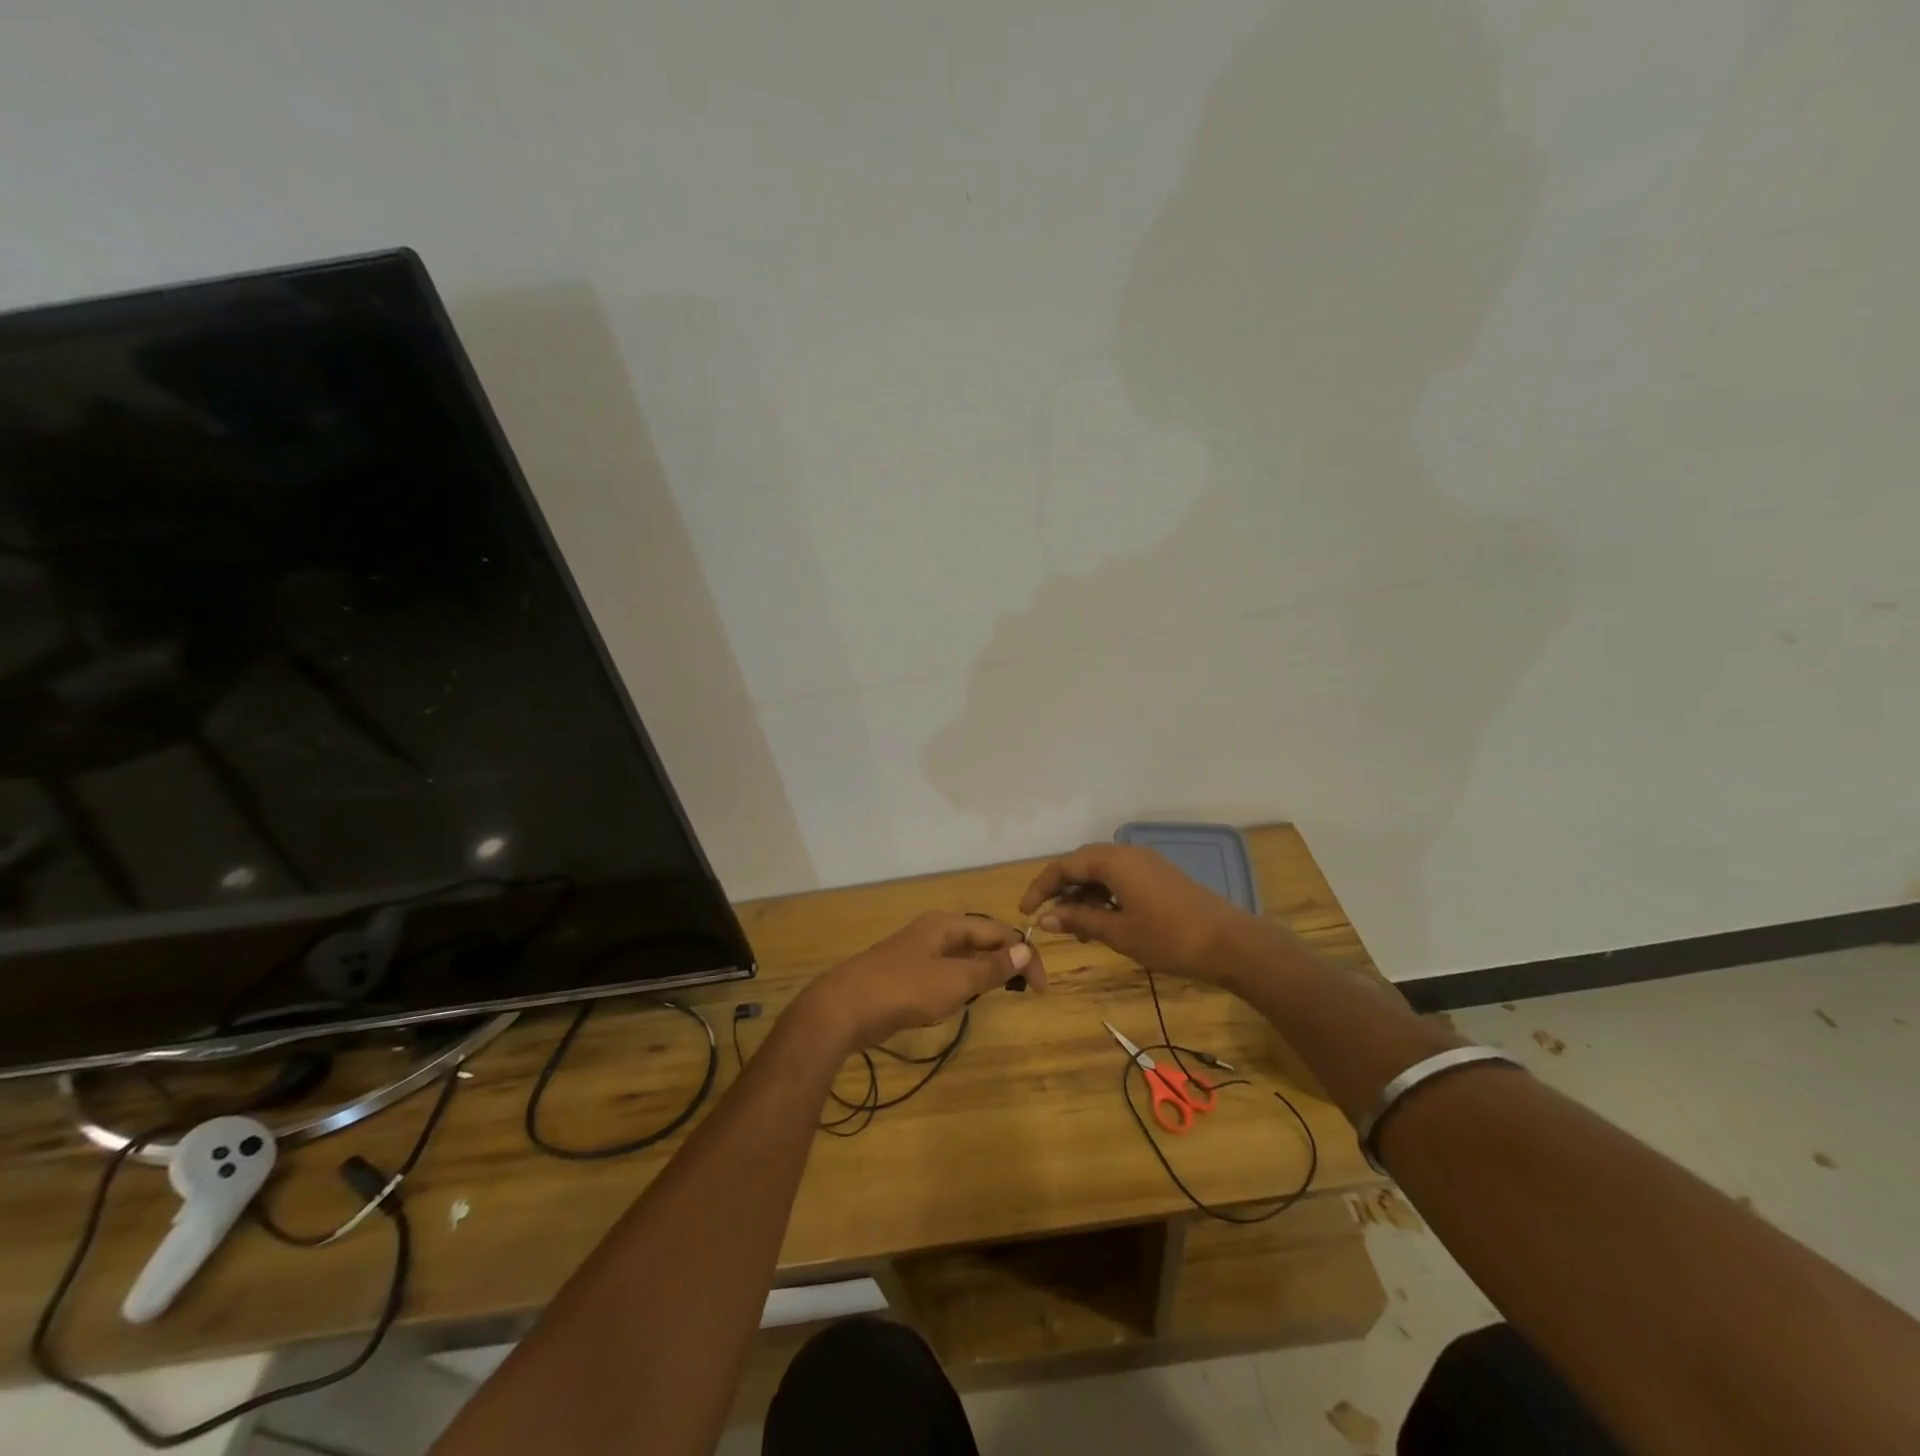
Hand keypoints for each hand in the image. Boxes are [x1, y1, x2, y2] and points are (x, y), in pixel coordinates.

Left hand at [799, 913, 1035, 1052]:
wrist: (843, 1008)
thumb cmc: (904, 989)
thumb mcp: (955, 980)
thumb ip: (991, 968)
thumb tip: (1026, 949)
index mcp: (947, 924)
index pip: (998, 932)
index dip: (1024, 955)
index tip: (1042, 987)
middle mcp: (933, 931)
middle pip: (980, 939)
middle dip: (1006, 960)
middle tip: (1026, 989)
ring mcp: (916, 952)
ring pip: (961, 956)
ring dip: (984, 971)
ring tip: (1002, 991)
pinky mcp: (904, 974)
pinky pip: (944, 971)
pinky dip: (961, 982)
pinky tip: (963, 999)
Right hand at [1018, 843, 1266, 981]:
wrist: (1230, 943)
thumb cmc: (1169, 938)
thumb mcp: (1118, 933)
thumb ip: (1080, 920)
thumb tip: (1045, 918)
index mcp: (1113, 861)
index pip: (1064, 867)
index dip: (1040, 888)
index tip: (1024, 912)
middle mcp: (1127, 853)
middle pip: (1081, 863)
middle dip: (1060, 889)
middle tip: (1047, 918)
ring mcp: (1146, 862)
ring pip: (1101, 870)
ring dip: (1083, 893)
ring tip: (1075, 926)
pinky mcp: (1159, 875)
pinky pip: (1120, 877)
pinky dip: (1104, 894)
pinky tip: (1103, 919)